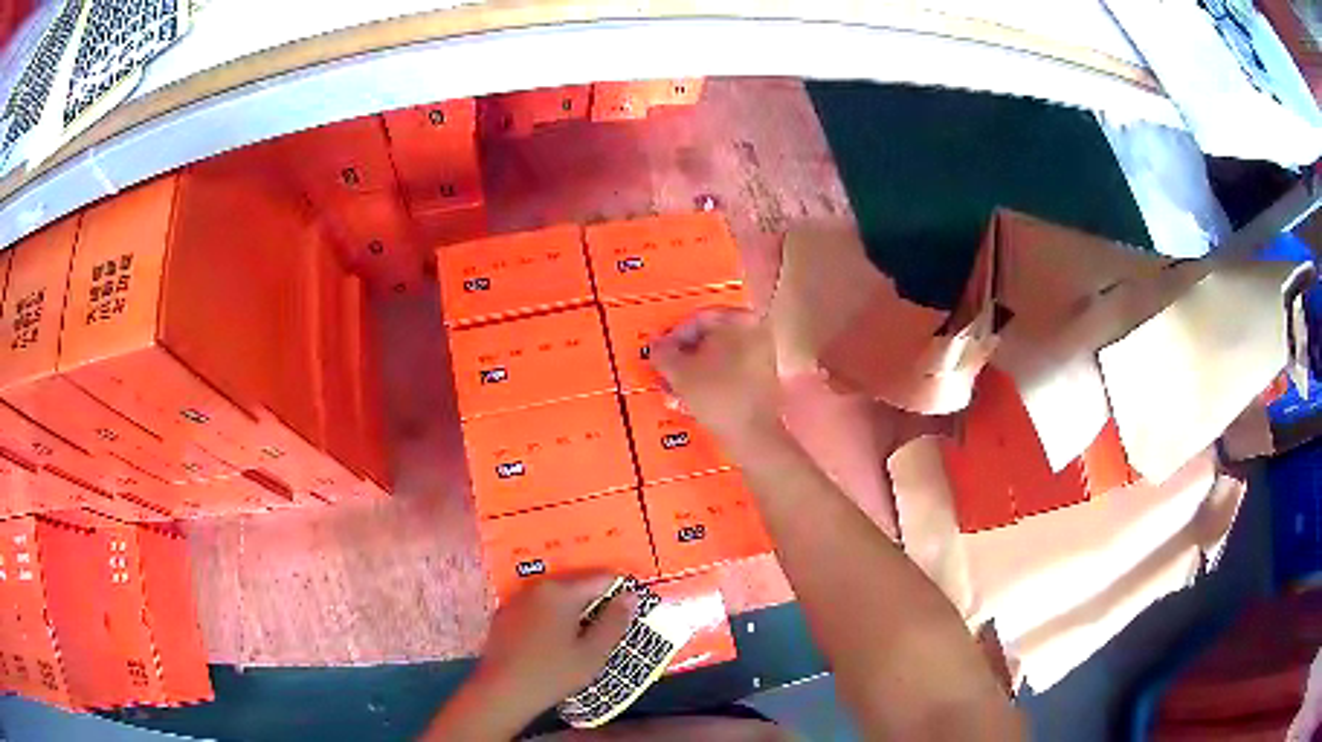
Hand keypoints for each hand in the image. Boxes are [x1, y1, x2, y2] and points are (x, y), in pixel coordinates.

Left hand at [425, 575, 637, 740]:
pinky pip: (537, 607)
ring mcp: (518, 600)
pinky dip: (552, 616)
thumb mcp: (593, 653)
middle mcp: (537, 587)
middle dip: (597, 601)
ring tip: (588, 633)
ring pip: (556, 597)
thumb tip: (630, 596)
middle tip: (612, 624)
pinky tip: (557, 640)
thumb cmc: (553, 673)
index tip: (633, 607)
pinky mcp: (506, 615)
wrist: (502, 691)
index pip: (601, 578)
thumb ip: (614, 622)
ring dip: (574, 610)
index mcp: (561, 592)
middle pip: (577, 585)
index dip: (621, 590)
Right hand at [650, 308, 783, 445]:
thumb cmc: (716, 395)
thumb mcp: (680, 373)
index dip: (674, 336)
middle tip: (666, 371)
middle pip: (710, 337)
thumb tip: (656, 345)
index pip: (698, 318)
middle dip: (684, 356)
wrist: (752, 434)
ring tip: (675, 388)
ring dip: (695, 370)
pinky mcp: (764, 377)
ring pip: (719, 356)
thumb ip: (664, 353)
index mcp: (739, 320)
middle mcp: (756, 331)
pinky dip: (711, 380)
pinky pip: (731, 370)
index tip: (660, 353)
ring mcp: (764, 354)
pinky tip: (694, 397)